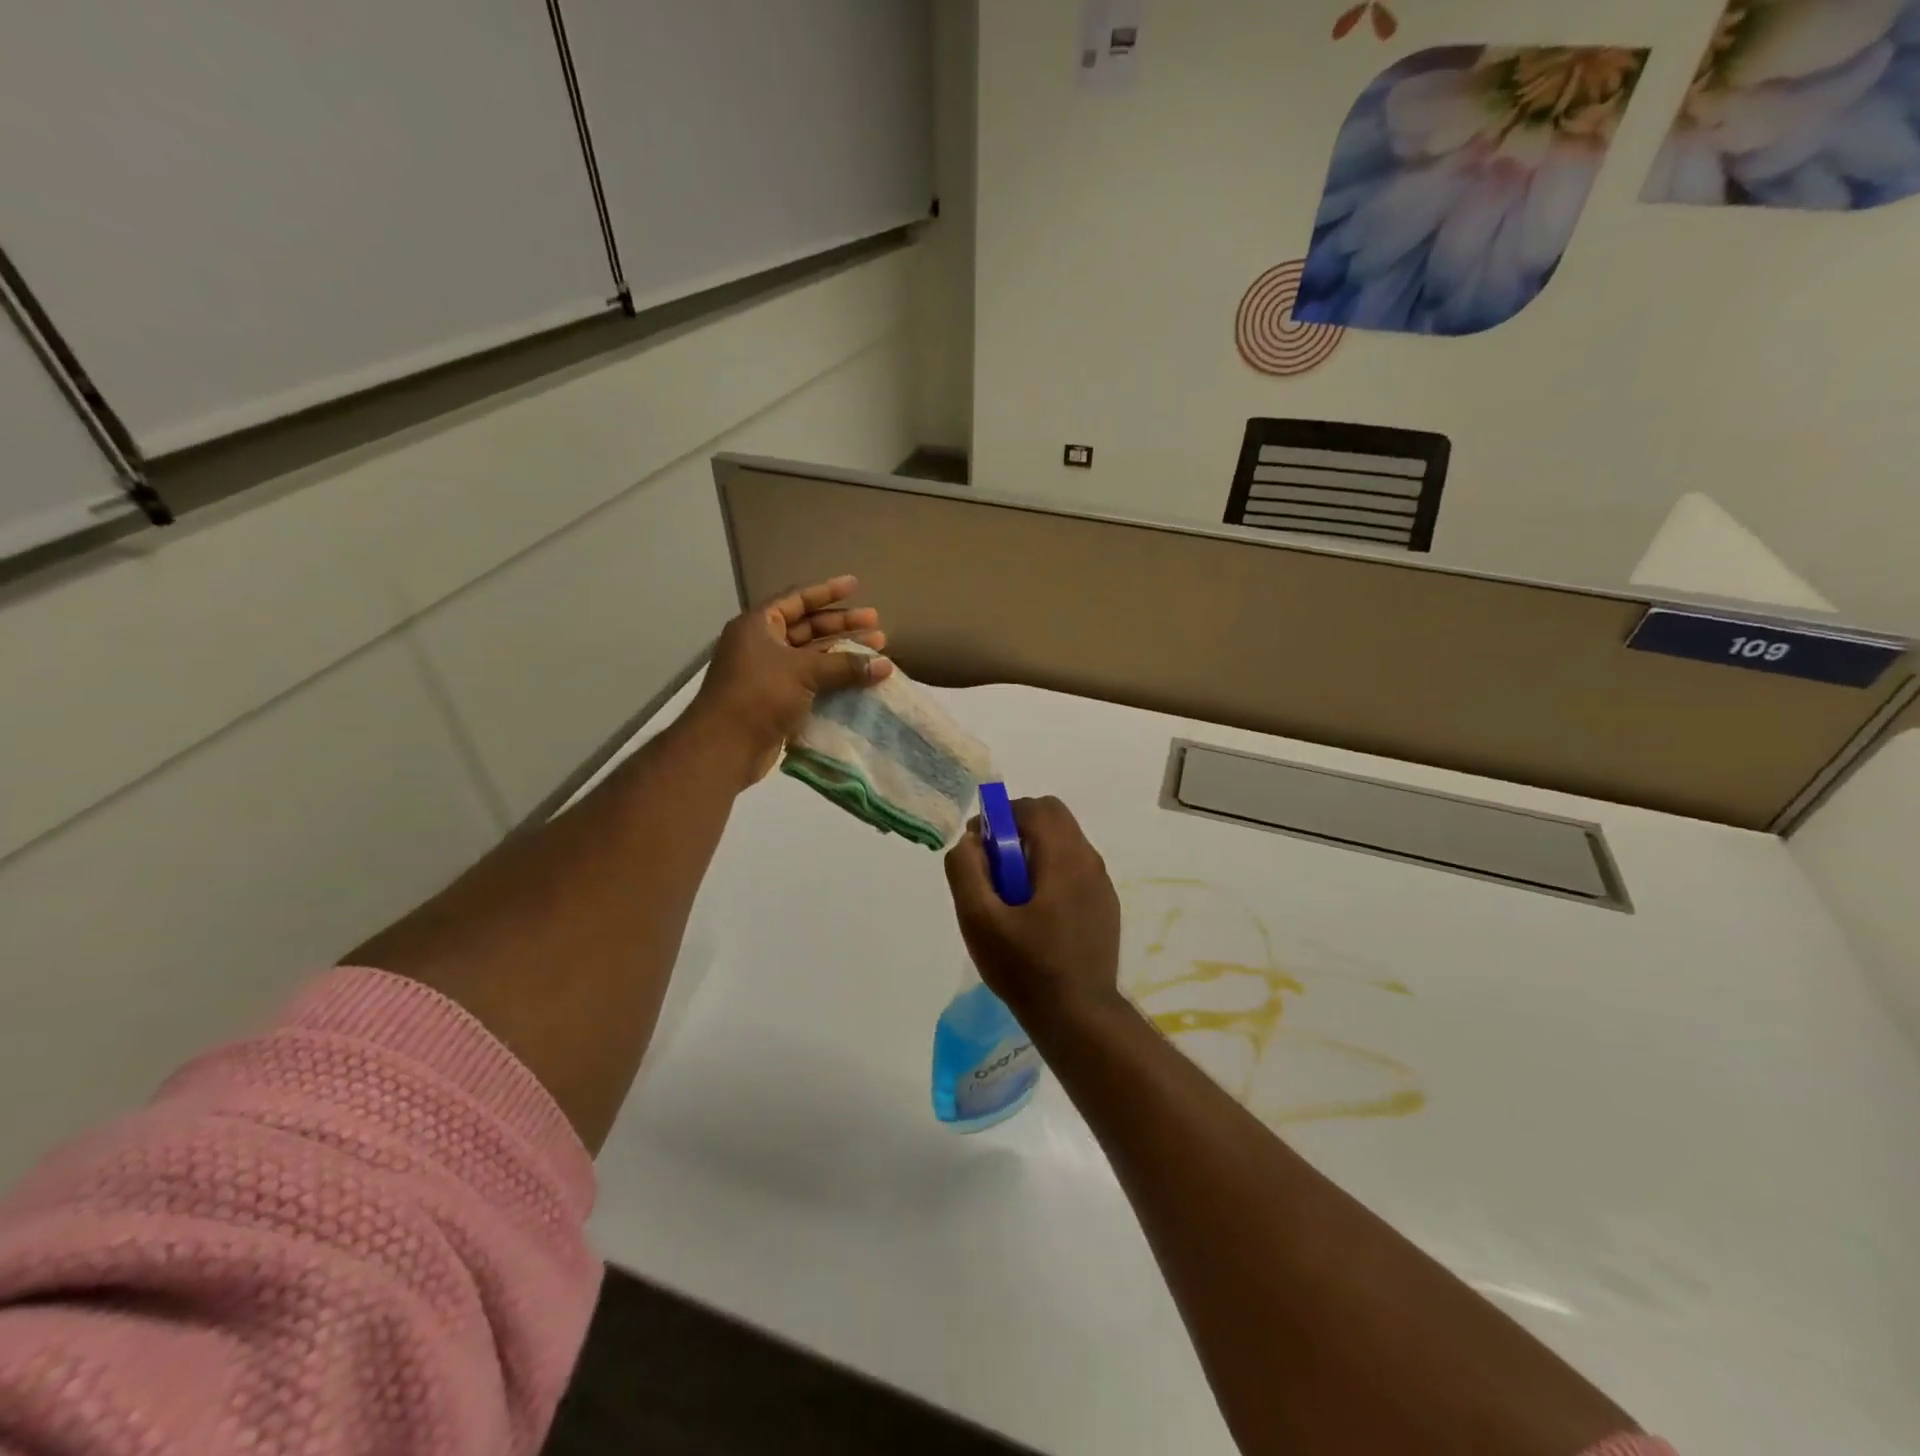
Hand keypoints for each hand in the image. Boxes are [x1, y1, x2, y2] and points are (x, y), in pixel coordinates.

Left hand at [691, 576, 893, 786]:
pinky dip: (834, 679)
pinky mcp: (777, 700)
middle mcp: (762, 644)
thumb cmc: (759, 694)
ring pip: (812, 656)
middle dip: (842, 625)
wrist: (725, 746)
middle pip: (808, 627)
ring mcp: (769, 674)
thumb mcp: (804, 672)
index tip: (856, 585)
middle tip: (877, 623)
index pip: (797, 599)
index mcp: (759, 625)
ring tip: (877, 651)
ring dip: (842, 653)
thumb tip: (884, 665)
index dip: (828, 591)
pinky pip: (811, 682)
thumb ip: (845, 665)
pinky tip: (860, 681)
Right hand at [944, 796, 1123, 1027]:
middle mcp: (1089, 861)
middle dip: (1018, 830)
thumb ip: (966, 870)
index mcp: (1064, 857)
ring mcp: (1102, 884)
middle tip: (994, 868)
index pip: (1036, 807)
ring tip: (1011, 896)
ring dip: (1034, 852)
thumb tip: (968, 841)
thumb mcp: (979, 919)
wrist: (1078, 1016)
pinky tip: (1035, 916)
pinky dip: (1051, 873)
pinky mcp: (1105, 906)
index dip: (1001, 816)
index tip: (979, 847)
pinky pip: (1075, 870)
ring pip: (1065, 844)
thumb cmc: (1025, 966)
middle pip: (1053, 819)